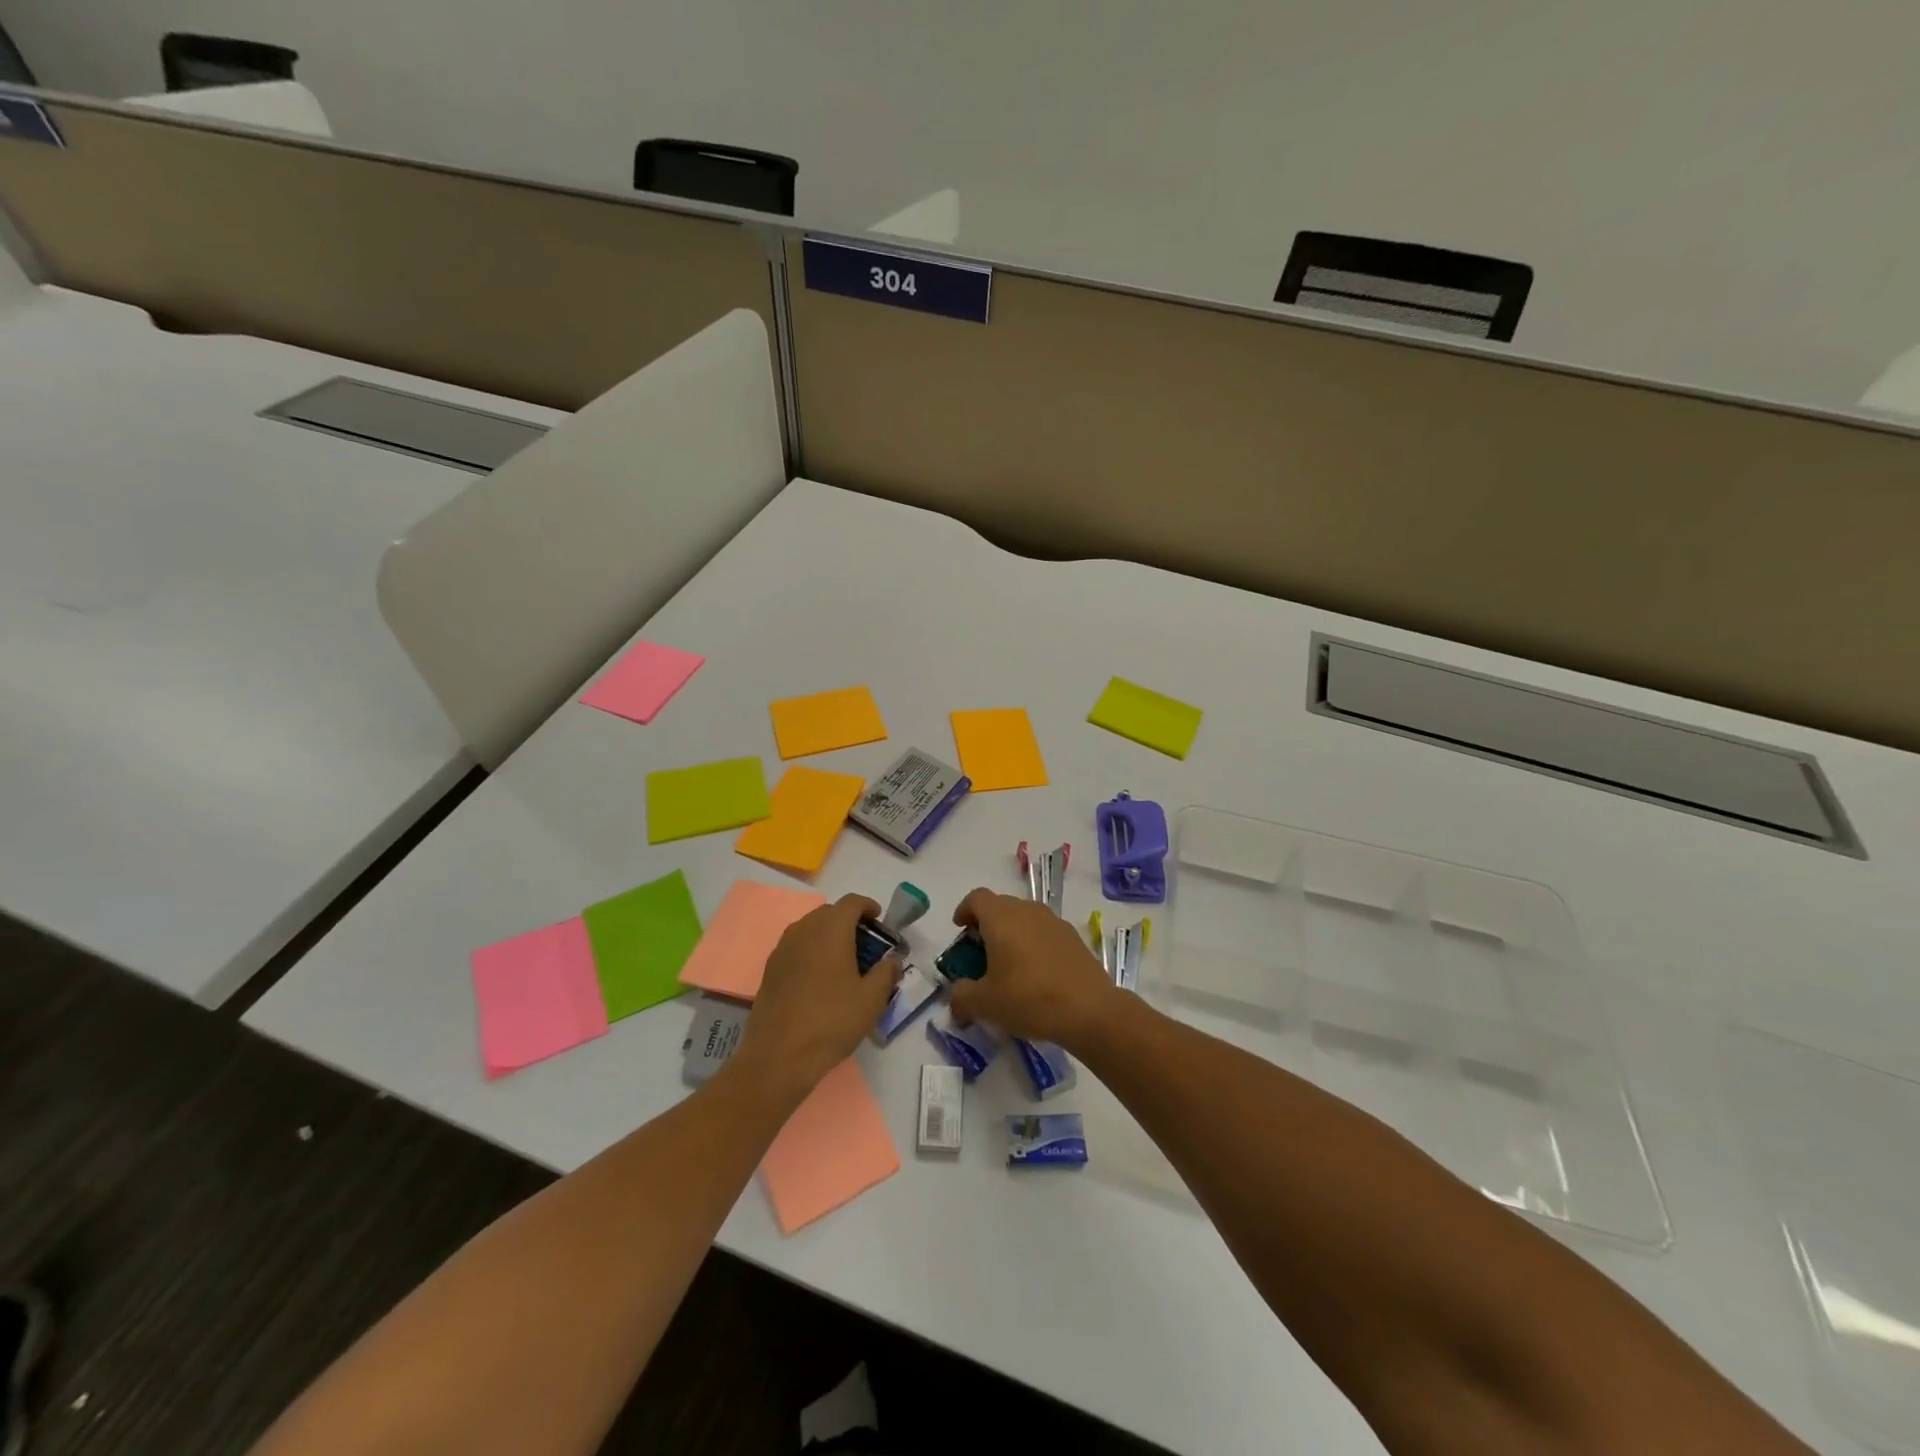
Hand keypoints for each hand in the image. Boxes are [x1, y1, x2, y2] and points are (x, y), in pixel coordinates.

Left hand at [736, 894, 901, 1094]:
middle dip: (849, 921)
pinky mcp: (770, 969)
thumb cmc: (832, 1021)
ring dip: (829, 935)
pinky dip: (811, 950)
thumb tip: (893, 960)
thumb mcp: (872, 999)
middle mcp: (804, 930)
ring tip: (844, 960)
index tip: (879, 921)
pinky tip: (820, 977)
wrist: (779, 1056)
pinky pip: (796, 946)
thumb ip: (887, 972)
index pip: (852, 902)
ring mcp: (783, 948)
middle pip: (829, 912)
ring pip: (810, 928)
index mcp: (831, 929)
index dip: (868, 906)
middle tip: (866, 944)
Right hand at [947, 888, 1116, 1047]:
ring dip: (1011, 935)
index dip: (964, 910)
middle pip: (1000, 906)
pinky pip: (1044, 932)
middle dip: (986, 925)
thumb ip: (961, 997)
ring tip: (1008, 966)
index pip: (976, 898)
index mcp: (1001, 918)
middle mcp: (1027, 911)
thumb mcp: (985, 1004)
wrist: (1090, 1010)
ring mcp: (1054, 922)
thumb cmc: (1029, 999)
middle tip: (980, 954)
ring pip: (1024, 918)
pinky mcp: (1073, 937)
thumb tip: (956, 996)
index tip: (960, 930)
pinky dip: (1033, 944)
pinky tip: (1035, 974)